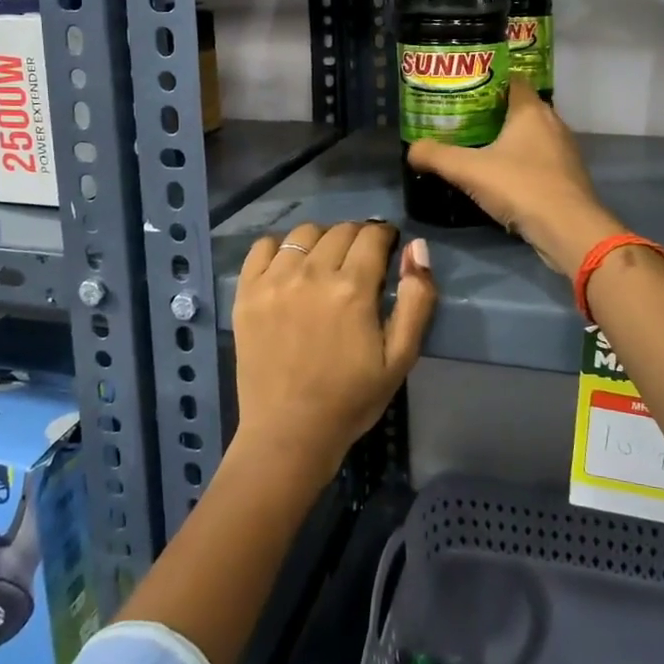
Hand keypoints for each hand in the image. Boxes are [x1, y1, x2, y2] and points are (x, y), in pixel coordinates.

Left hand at [231, 221, 435, 483]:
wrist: (289, 433)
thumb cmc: (351, 399)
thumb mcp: (400, 357)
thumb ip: (416, 299)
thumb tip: (417, 247)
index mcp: (352, 288)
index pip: (372, 235)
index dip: (385, 237)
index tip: (386, 250)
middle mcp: (312, 274)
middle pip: (340, 230)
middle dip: (357, 237)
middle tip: (359, 262)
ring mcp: (274, 281)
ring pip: (303, 232)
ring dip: (321, 240)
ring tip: (325, 263)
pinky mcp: (247, 292)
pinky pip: (263, 247)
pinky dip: (281, 247)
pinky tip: (289, 267)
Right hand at [408, 78, 624, 277]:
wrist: (568, 230)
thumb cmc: (520, 186)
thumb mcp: (468, 170)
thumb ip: (436, 156)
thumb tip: (411, 149)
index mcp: (531, 110)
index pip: (511, 79)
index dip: (487, 80)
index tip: (462, 89)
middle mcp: (552, 122)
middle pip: (519, 107)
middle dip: (491, 111)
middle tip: (461, 119)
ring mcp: (563, 150)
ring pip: (530, 135)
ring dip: (507, 139)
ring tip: (476, 146)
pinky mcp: (567, 176)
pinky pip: (538, 159)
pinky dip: (520, 162)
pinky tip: (500, 176)